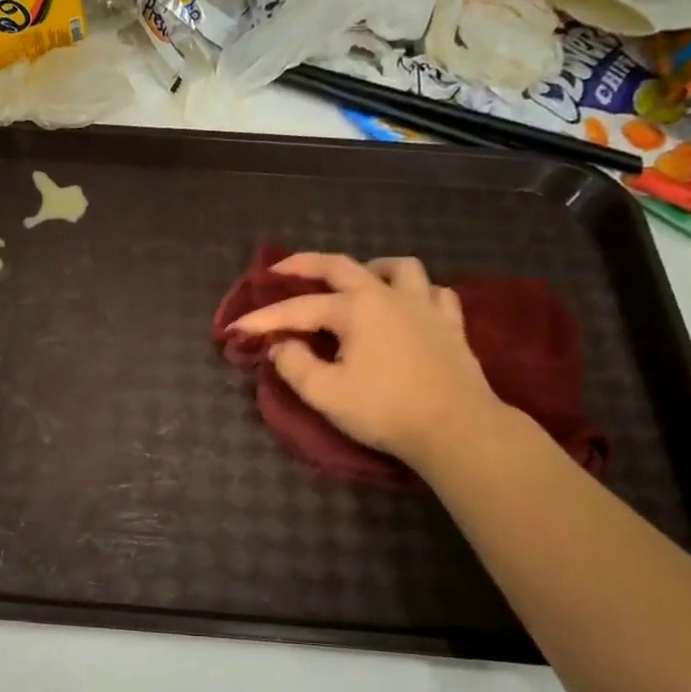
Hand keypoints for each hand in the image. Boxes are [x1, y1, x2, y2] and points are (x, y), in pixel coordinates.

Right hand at [227, 253, 501, 464]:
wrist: (455, 427)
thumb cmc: (384, 410)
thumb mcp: (325, 393)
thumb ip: (294, 365)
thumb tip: (281, 345)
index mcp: (355, 308)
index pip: (298, 309)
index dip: (263, 319)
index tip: (235, 328)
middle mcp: (388, 295)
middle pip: (342, 266)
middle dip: (306, 264)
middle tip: (281, 268)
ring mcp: (425, 306)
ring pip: (398, 268)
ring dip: (370, 268)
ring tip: (356, 281)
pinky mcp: (451, 325)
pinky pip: (433, 292)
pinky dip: (415, 292)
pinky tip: (407, 305)